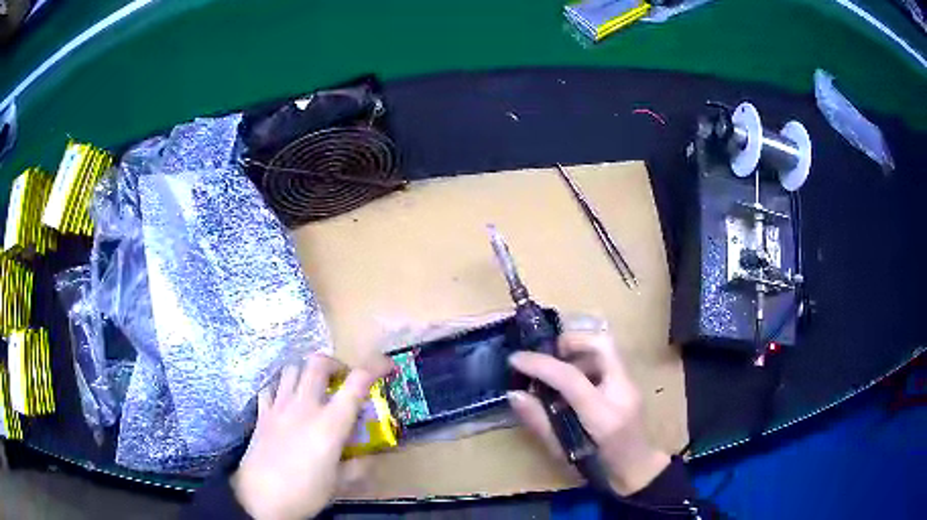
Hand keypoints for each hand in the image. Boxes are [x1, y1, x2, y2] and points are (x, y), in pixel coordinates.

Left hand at [231, 354, 390, 519]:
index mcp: (330, 423)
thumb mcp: (339, 485)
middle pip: (318, 363)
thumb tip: (370, 459)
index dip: (375, 367)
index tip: (387, 366)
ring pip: (292, 369)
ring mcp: (279, 407)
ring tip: (315, 389)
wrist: (260, 497)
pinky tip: (287, 403)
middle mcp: (304, 406)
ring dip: (307, 372)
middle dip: (335, 364)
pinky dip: (282, 388)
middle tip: (343, 380)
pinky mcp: (262, 414)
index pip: (356, 383)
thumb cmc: (305, 492)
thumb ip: (358, 468)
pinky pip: (271, 388)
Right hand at [507, 331, 670, 495]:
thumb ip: (539, 422)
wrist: (636, 469)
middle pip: (603, 345)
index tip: (516, 358)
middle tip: (547, 352)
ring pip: (605, 349)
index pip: (572, 379)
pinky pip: (607, 360)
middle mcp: (623, 392)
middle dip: (572, 340)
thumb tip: (514, 394)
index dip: (541, 364)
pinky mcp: (630, 383)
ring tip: (556, 371)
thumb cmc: (598, 468)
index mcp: (604, 416)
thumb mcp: (562, 452)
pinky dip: (586, 361)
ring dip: (578, 352)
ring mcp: (631, 385)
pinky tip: (572, 382)